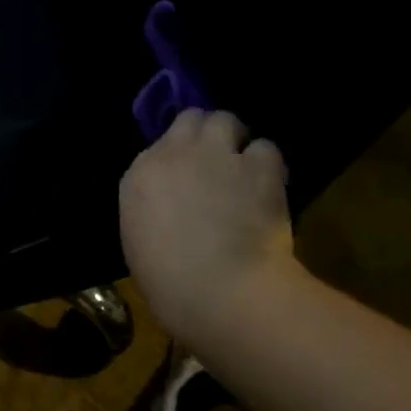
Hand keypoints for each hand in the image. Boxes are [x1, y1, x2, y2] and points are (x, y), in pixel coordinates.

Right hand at [118, 109, 301, 346]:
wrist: (219, 291)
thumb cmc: (169, 283)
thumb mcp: (141, 241)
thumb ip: (154, 210)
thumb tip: (172, 208)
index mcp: (141, 175)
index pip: (159, 145)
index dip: (177, 157)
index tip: (186, 176)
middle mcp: (176, 153)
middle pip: (191, 119)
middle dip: (204, 133)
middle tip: (216, 159)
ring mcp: (218, 154)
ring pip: (226, 120)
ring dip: (235, 140)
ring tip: (244, 165)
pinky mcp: (259, 166)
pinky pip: (266, 148)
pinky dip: (268, 164)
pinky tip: (270, 185)